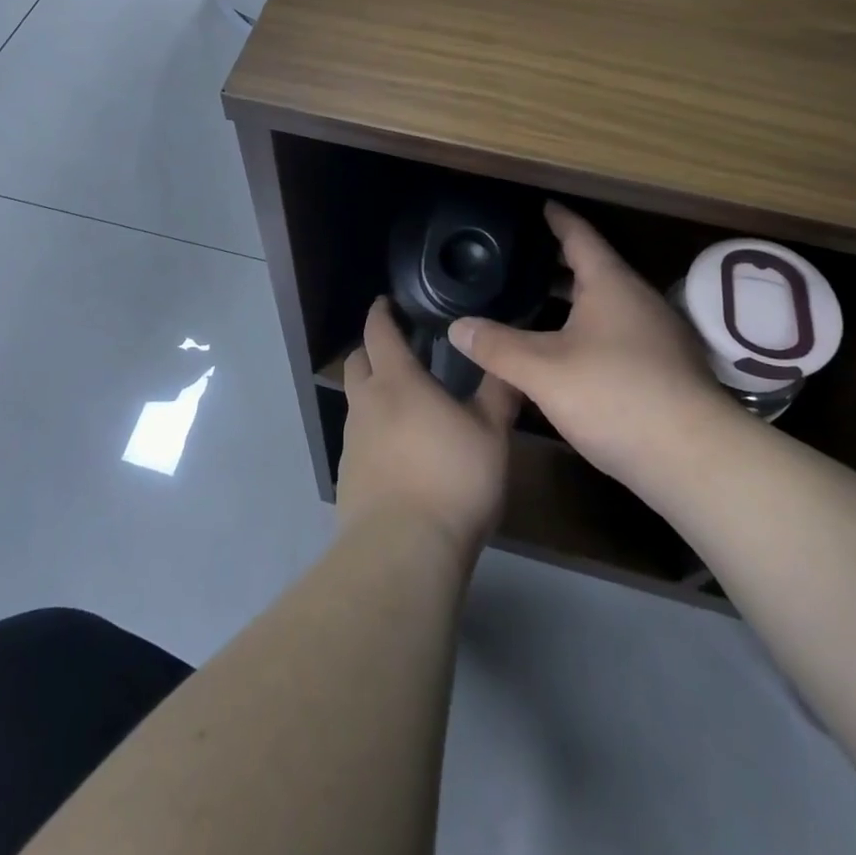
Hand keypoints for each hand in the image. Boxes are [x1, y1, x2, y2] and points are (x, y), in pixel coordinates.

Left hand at [336, 298, 518, 561]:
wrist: (403, 551)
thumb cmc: (452, 480)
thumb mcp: (490, 434)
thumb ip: (499, 393)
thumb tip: (508, 360)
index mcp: (397, 382)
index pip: (379, 332)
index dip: (381, 313)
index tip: (386, 303)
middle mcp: (366, 404)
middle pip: (356, 362)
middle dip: (371, 349)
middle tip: (397, 350)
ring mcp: (351, 442)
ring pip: (356, 402)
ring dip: (372, 392)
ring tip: (404, 404)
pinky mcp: (347, 477)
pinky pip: (357, 439)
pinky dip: (373, 431)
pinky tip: (398, 452)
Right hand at [448, 203, 743, 497]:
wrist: (695, 460)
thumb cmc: (615, 396)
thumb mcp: (544, 371)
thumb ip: (498, 346)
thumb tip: (457, 326)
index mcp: (611, 284)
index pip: (580, 236)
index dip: (557, 219)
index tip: (540, 205)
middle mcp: (638, 300)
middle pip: (594, 270)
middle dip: (557, 264)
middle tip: (519, 260)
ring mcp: (657, 336)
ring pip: (606, 306)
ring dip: (572, 302)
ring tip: (533, 305)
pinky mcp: (665, 370)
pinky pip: (617, 334)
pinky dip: (588, 331)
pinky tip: (566, 354)